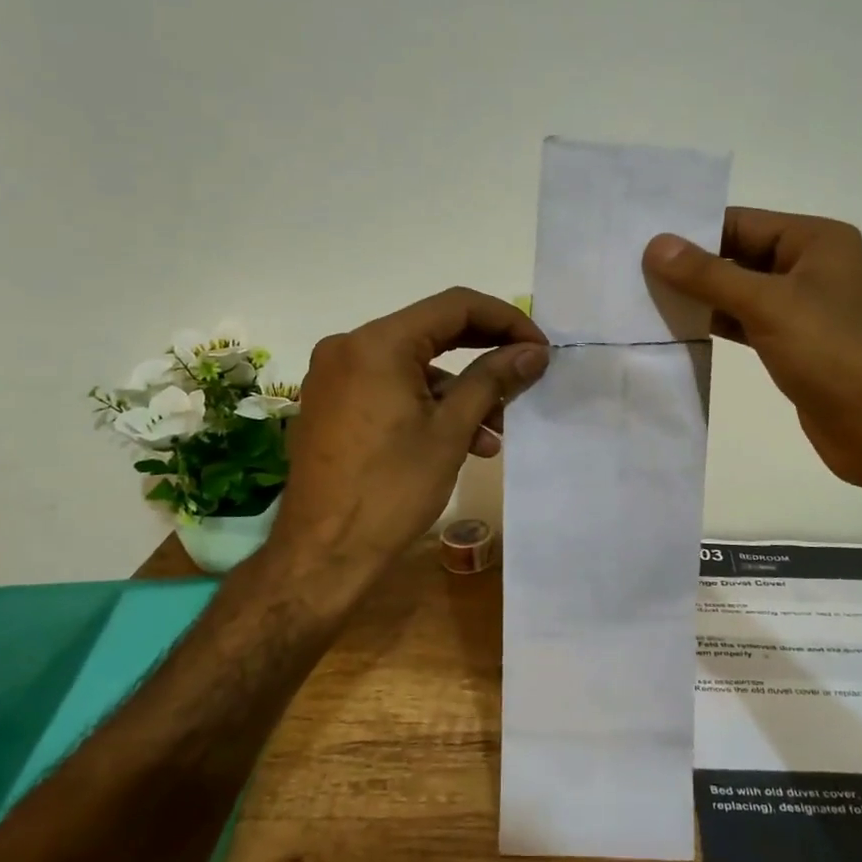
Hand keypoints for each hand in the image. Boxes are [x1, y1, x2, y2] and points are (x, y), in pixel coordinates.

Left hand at [271, 287, 548, 577]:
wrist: (322, 554)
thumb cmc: (391, 490)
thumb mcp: (451, 431)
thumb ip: (493, 379)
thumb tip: (532, 351)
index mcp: (377, 343)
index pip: (455, 307)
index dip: (505, 320)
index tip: (539, 348)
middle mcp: (349, 346)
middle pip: (432, 332)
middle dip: (485, 354)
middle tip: (525, 376)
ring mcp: (335, 376)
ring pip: (413, 365)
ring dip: (459, 391)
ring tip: (494, 432)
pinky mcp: (331, 404)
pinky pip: (390, 387)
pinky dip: (427, 405)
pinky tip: (458, 442)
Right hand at [644, 208, 861, 492]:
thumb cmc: (830, 352)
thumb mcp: (767, 305)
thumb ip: (709, 275)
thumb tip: (655, 245)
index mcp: (815, 240)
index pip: (741, 223)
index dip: (692, 232)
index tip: (642, 242)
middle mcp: (810, 266)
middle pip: (738, 255)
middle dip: (691, 266)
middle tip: (634, 271)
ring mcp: (802, 306)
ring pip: (739, 291)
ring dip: (699, 297)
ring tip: (644, 297)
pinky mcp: (792, 342)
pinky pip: (745, 322)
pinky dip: (715, 323)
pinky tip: (677, 327)